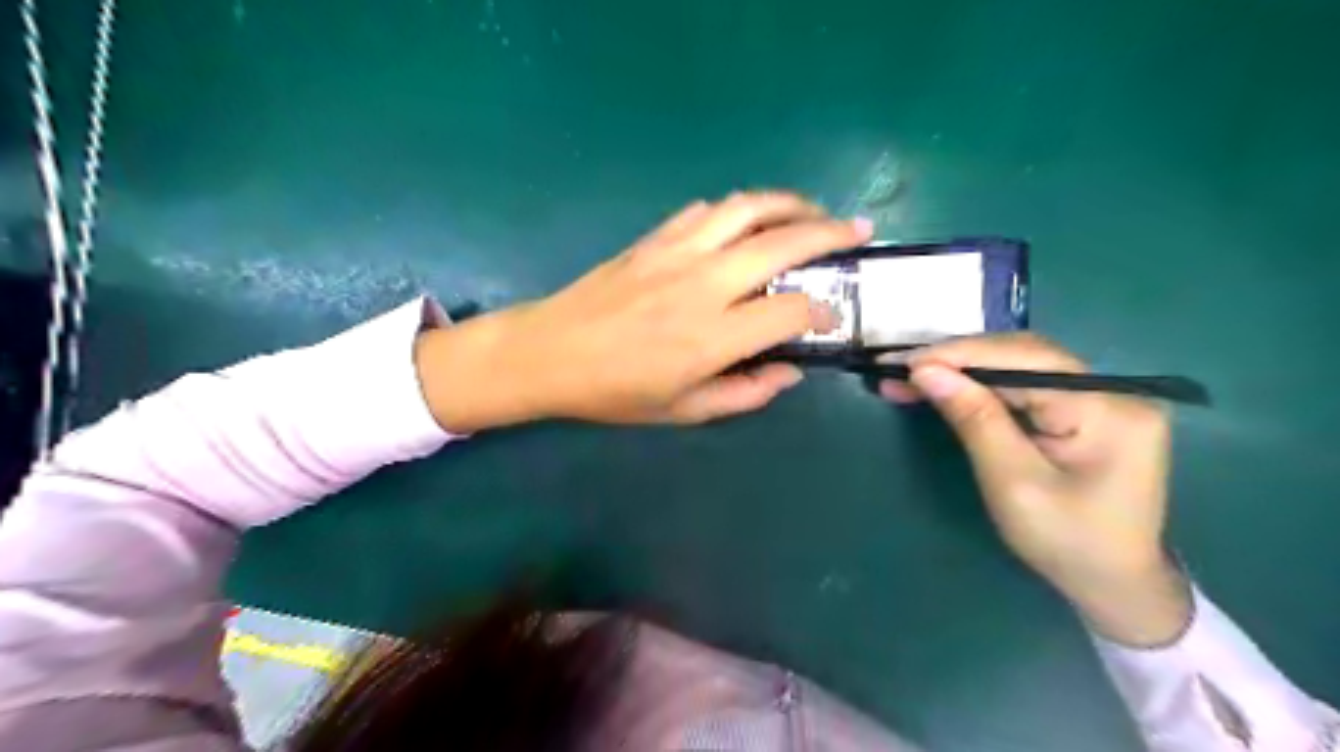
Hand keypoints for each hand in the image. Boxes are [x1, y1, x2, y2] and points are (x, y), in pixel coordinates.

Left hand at [416, 190, 874, 430]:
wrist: (549, 353)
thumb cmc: (615, 391)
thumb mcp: (683, 411)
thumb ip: (744, 394)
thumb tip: (790, 372)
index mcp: (712, 336)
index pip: (792, 310)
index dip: (822, 312)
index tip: (832, 317)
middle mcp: (703, 284)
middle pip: (781, 243)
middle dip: (829, 233)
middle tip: (857, 231)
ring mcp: (677, 252)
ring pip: (746, 208)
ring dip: (789, 203)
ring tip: (812, 212)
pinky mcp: (655, 238)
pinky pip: (706, 211)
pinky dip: (739, 209)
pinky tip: (749, 221)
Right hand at [886, 334, 1188, 646]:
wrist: (1113, 584)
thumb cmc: (1065, 541)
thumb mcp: (1012, 483)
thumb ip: (974, 419)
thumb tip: (926, 371)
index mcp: (1107, 409)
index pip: (1025, 359)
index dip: (962, 354)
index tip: (907, 362)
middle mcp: (1112, 391)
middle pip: (1022, 356)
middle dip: (957, 360)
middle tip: (899, 368)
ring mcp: (1101, 399)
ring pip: (1019, 367)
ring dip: (963, 370)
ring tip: (910, 377)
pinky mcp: (1084, 410)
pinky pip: (1024, 386)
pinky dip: (980, 387)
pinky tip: (946, 387)